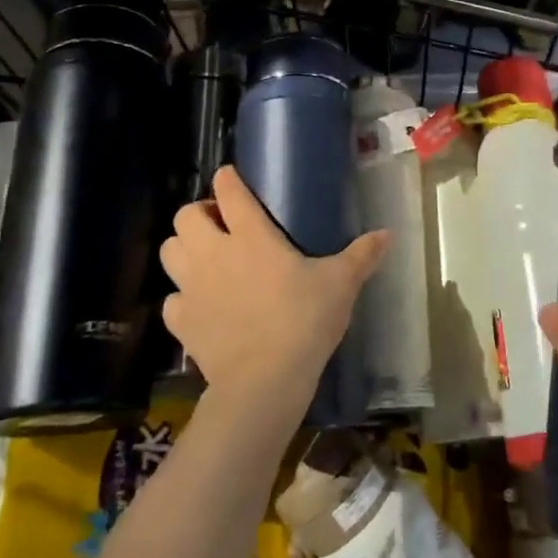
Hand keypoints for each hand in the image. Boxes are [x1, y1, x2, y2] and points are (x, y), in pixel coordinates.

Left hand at [159, 165, 388, 416]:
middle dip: (199, 214)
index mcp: (251, 235)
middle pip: (186, 216)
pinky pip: (171, 299)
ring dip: (183, 248)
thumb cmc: (303, 321)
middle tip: (221, 226)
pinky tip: (201, 304)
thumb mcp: (341, 284)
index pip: (229, 192)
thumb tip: (388, 233)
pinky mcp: (181, 321)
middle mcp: (214, 253)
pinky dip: (182, 297)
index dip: (227, 179)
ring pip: (169, 251)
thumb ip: (362, 255)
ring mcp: (192, 287)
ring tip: (206, 259)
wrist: (263, 381)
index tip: (231, 177)